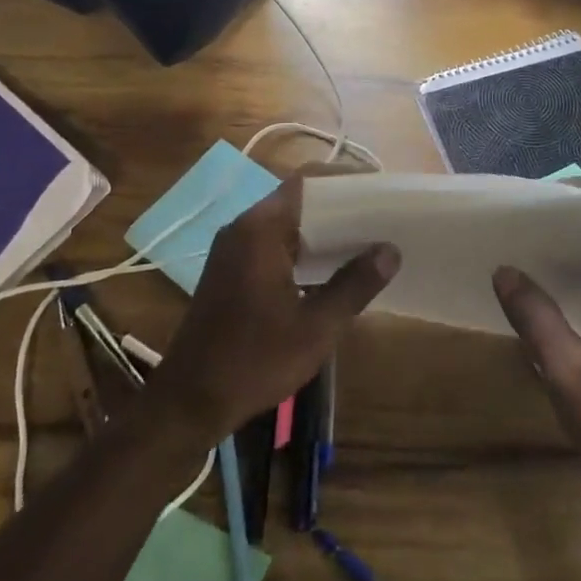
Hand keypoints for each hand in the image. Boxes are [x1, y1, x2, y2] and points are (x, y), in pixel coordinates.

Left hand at [147, 176, 399, 444]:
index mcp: (260, 229)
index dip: (345, 180)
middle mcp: (244, 228)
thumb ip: (354, 284)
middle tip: (383, 217)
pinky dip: (304, 249)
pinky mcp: (232, 271)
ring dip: (323, 230)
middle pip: (298, 199)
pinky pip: (275, 244)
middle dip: (340, 207)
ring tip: (368, 241)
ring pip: (287, 223)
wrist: (190, 400)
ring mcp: (234, 249)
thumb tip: (390, 250)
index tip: (381, 190)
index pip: (307, 181)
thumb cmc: (255, 360)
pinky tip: (333, 269)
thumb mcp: (316, 327)